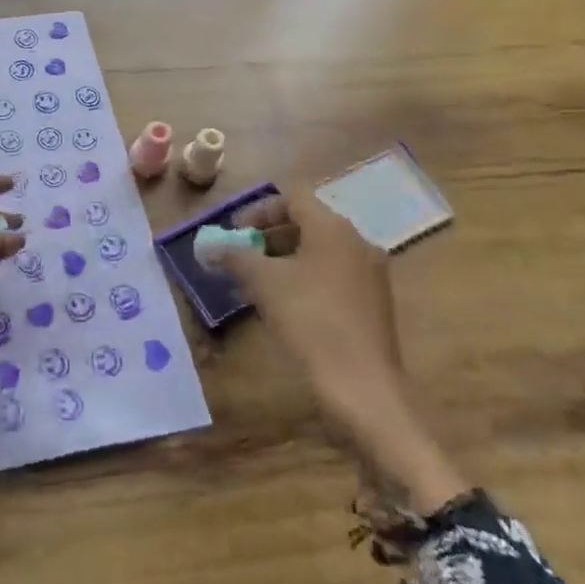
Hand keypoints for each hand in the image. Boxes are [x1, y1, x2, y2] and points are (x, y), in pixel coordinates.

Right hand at [222, 188, 466, 512]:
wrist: (362, 386)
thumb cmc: (310, 321)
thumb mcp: (263, 283)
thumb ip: (235, 256)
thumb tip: (213, 246)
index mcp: (333, 228)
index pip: (293, 197)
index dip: (258, 209)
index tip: (234, 232)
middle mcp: (357, 242)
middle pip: (307, 223)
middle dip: (268, 236)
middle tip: (240, 255)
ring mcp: (369, 274)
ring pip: (319, 252)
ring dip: (284, 259)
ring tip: (255, 282)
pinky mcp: (372, 303)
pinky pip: (331, 276)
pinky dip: (304, 279)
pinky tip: (284, 305)